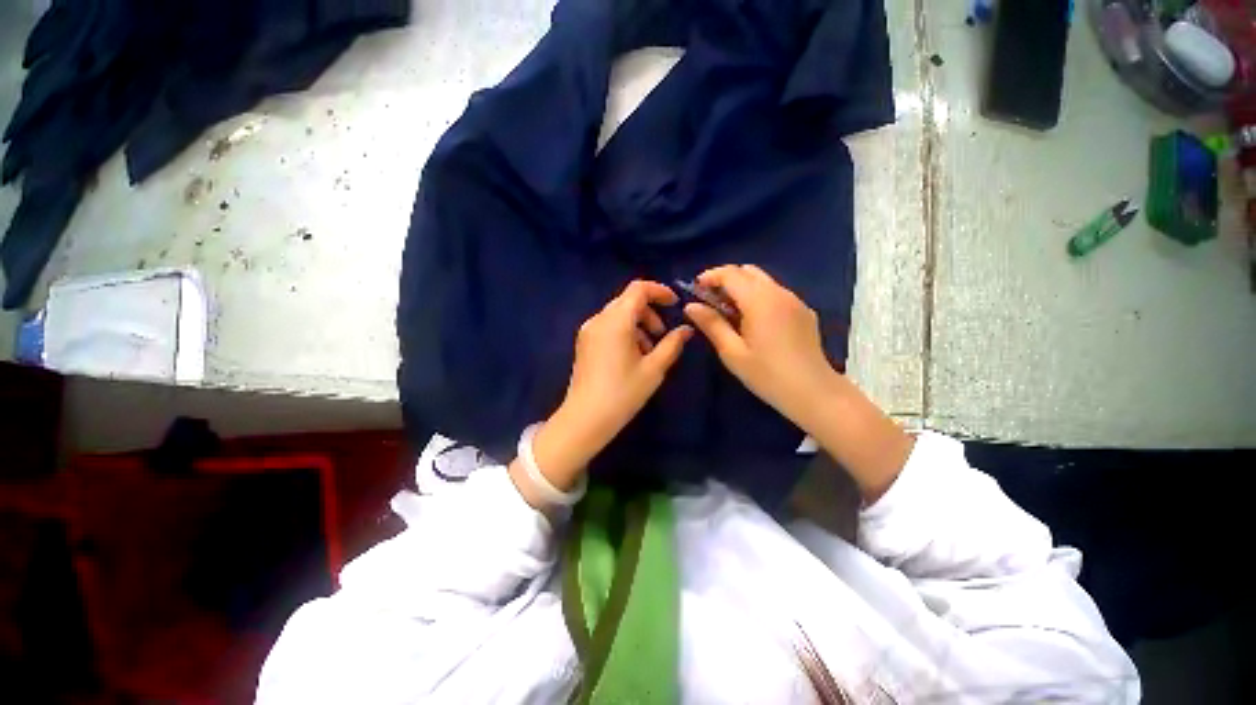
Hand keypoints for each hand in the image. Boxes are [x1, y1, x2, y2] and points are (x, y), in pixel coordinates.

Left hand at [528, 281, 691, 491]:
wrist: (585, 418)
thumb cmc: (623, 393)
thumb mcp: (653, 369)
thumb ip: (672, 344)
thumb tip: (686, 329)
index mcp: (616, 321)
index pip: (638, 289)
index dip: (659, 291)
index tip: (675, 304)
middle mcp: (599, 319)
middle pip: (628, 300)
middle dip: (650, 312)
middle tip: (662, 335)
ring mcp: (588, 330)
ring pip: (618, 313)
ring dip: (638, 323)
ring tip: (648, 351)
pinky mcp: (584, 342)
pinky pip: (608, 325)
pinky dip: (624, 331)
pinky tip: (631, 356)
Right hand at [683, 265, 840, 428]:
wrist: (813, 392)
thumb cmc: (767, 374)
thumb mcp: (732, 352)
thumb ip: (711, 324)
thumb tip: (691, 306)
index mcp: (760, 300)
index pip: (731, 274)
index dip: (710, 276)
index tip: (695, 288)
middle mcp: (779, 292)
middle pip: (748, 271)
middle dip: (726, 279)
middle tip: (711, 301)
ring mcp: (795, 300)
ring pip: (763, 281)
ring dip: (742, 287)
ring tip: (729, 312)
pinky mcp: (803, 311)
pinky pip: (776, 293)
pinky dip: (758, 296)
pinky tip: (754, 321)